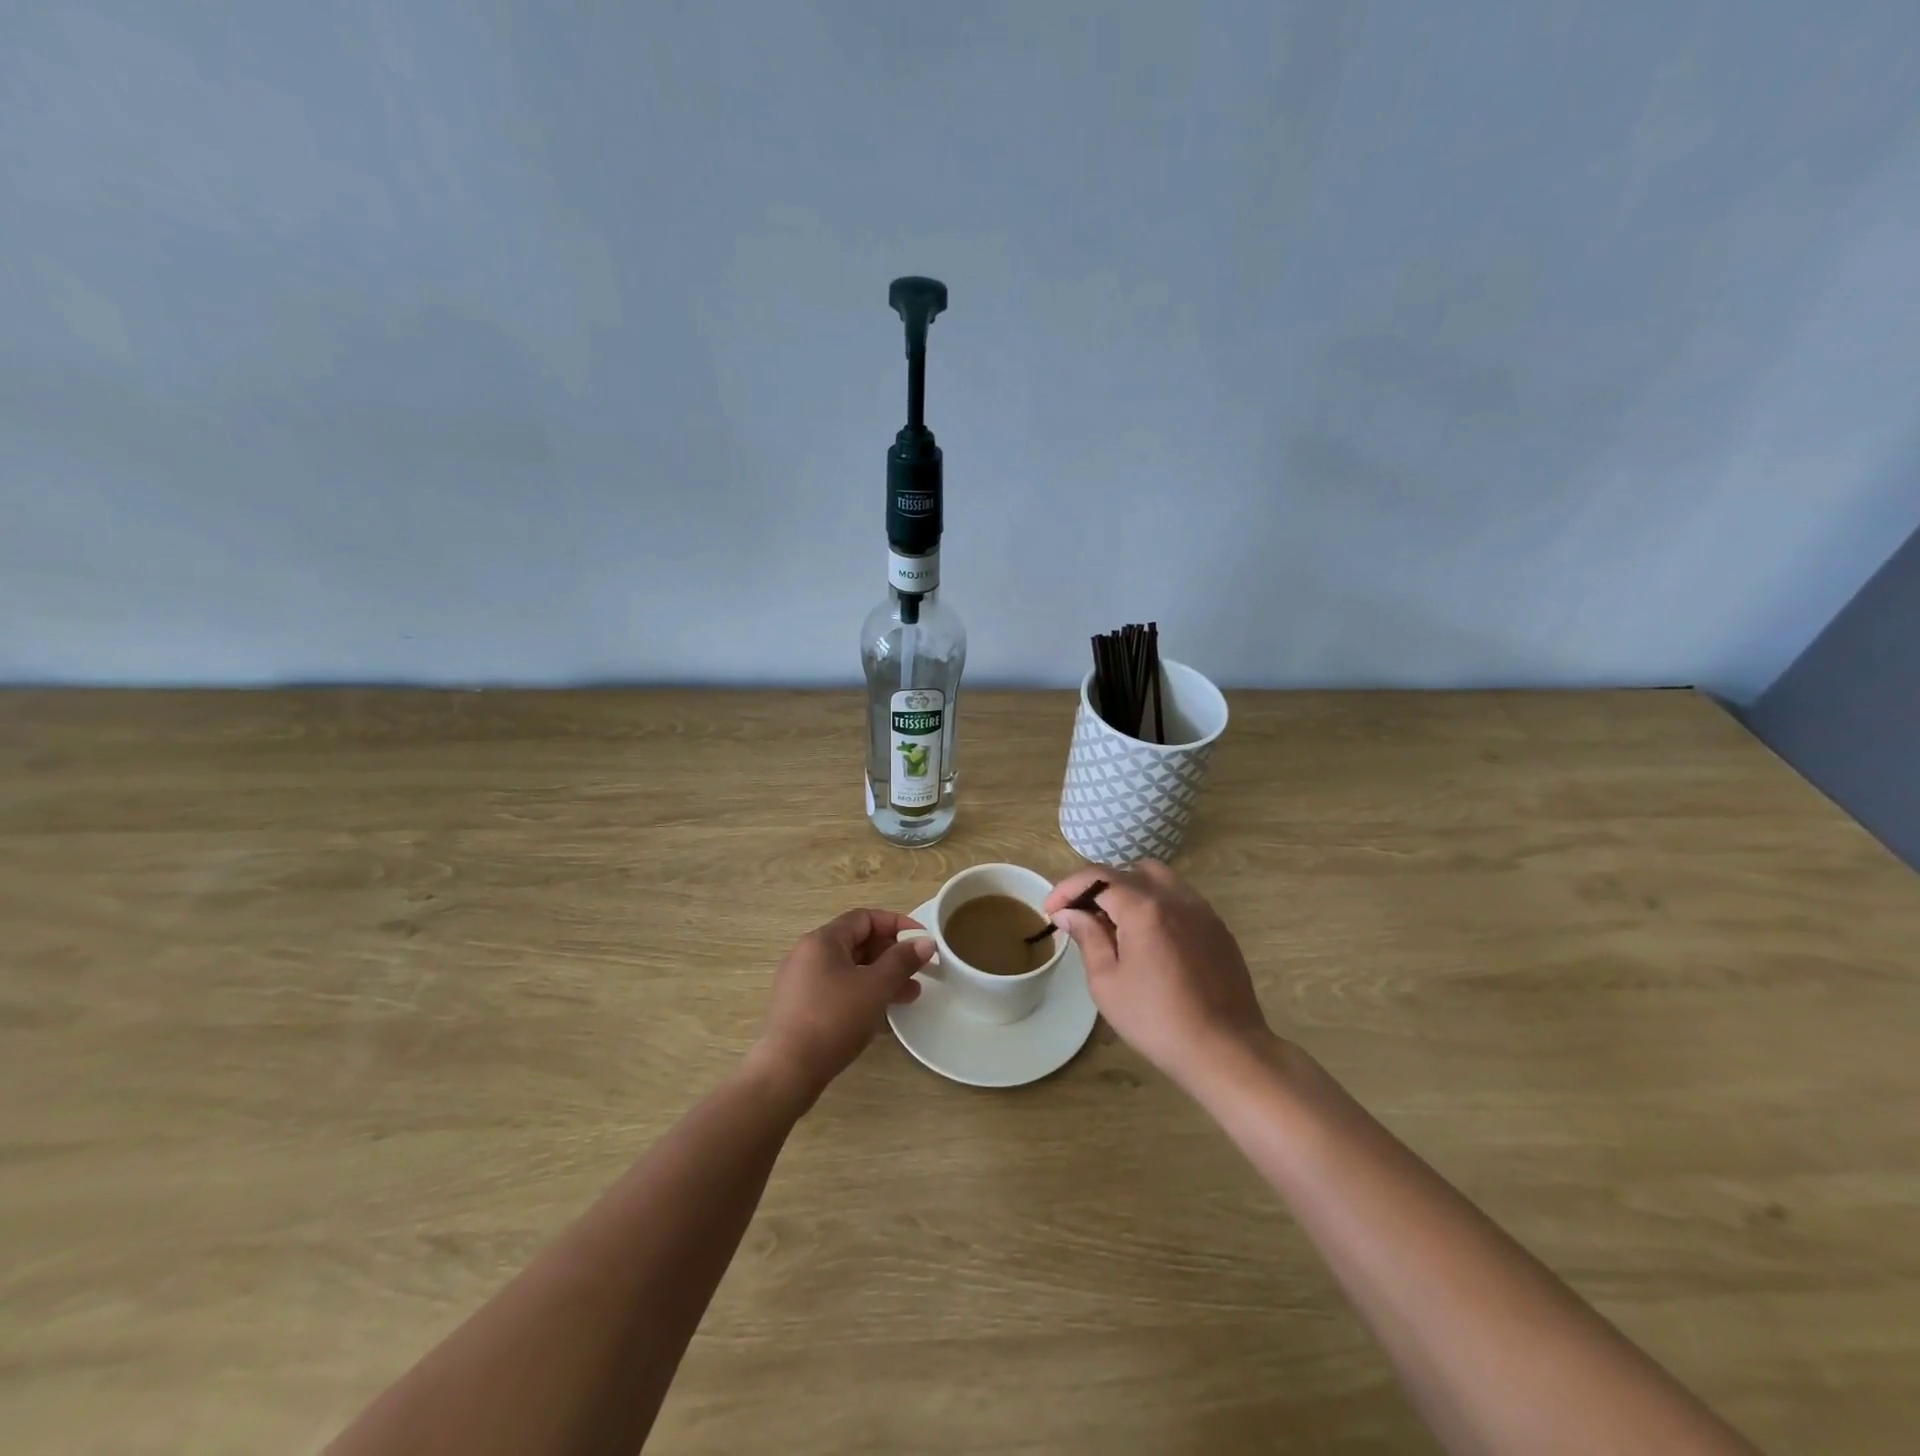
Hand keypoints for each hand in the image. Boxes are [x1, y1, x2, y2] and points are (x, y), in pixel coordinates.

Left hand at [750, 908, 934, 1106]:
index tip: (921, 940)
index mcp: (822, 941)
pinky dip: (863, 994)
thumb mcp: (875, 987)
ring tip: (910, 995)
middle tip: (919, 971)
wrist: (787, 1071)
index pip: (864, 918)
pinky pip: (838, 990)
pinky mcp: (801, 1008)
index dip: (897, 924)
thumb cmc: (834, 1019)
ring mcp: (801, 983)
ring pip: (849, 969)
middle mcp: (808, 955)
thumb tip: (925, 942)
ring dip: (881, 977)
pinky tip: (882, 1015)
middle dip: (892, 955)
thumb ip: (902, 961)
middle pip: (857, 943)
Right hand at [1045, 862, 1272, 1090]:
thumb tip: (1069, 913)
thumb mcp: (1107, 982)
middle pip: (1127, 872)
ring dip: (1130, 891)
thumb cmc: (1156, 1020)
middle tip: (1081, 916)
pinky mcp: (1218, 927)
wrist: (1225, 1050)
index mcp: (1143, 907)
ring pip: (1158, 879)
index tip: (1051, 909)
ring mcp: (1201, 910)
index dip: (1068, 888)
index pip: (1097, 877)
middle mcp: (1174, 897)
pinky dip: (1157, 904)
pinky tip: (1150, 938)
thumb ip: (1088, 937)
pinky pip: (1180, 899)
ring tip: (1116, 923)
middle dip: (1098, 888)